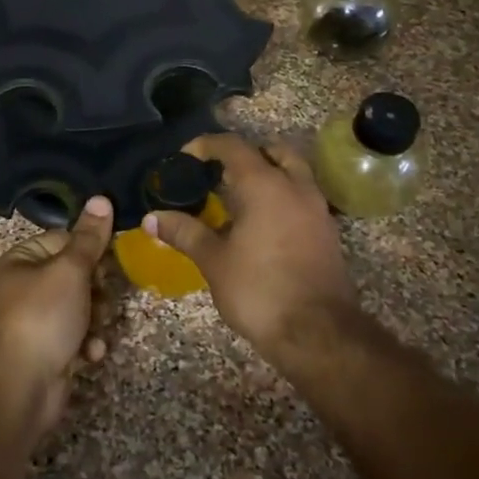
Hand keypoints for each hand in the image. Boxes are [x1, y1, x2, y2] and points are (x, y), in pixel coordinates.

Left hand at [0, 195, 115, 429]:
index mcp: (22, 260)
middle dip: (96, 289)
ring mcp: (37, 320)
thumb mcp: (70, 270)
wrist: (22, 386)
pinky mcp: (50, 349)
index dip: (89, 250)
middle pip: (76, 274)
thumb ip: (90, 238)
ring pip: (82, 306)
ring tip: (96, 328)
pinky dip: (88, 343)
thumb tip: (102, 198)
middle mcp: (26, 286)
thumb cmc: (43, 316)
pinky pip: (78, 335)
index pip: (63, 239)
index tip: (109, 262)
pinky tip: (91, 353)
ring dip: (96, 317)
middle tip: (101, 299)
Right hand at [145, 134, 361, 360]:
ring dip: (268, 174)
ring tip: (239, 198)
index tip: (185, 158)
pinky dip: (282, 197)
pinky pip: (302, 198)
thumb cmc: (259, 290)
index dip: (206, 145)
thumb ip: (184, 232)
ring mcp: (317, 209)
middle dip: (245, 155)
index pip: (233, 146)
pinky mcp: (327, 232)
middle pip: (272, 151)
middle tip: (219, 173)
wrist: (317, 333)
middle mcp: (295, 187)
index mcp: (265, 185)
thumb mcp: (213, 261)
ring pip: (293, 173)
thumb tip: (152, 218)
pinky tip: (262, 224)